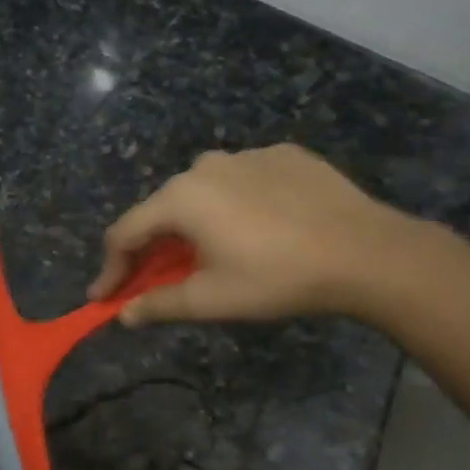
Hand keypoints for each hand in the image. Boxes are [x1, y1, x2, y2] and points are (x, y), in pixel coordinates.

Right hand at [89, 144, 432, 325]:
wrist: (364, 251)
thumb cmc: (276, 278)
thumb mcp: (212, 299)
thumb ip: (159, 304)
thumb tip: (124, 315)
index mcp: (181, 198)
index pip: (125, 232)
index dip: (111, 268)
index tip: (105, 297)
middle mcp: (206, 165)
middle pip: (163, 209)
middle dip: (154, 247)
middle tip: (157, 280)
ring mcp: (248, 155)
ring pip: (205, 193)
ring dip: (197, 224)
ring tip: (215, 254)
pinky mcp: (285, 154)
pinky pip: (245, 182)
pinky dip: (238, 206)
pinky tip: (261, 229)